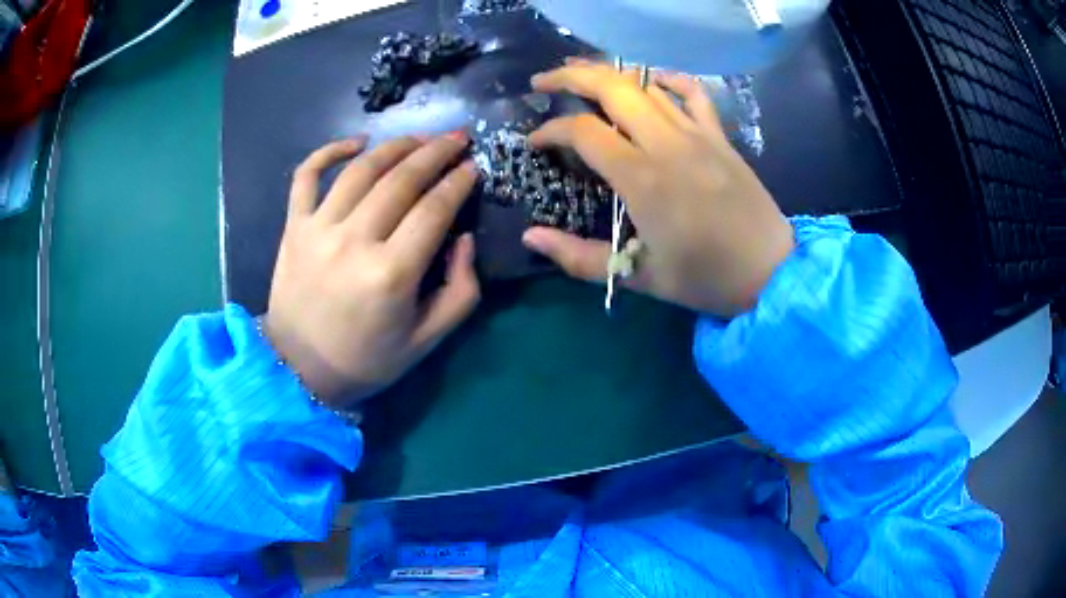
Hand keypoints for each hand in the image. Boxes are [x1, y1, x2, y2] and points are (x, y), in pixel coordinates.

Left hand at [264, 133, 479, 406]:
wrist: (299, 368)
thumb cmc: (366, 359)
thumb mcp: (427, 339)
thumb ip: (461, 290)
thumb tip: (463, 238)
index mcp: (391, 274)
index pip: (434, 209)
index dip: (459, 182)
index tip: (474, 166)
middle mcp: (354, 241)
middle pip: (401, 179)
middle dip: (436, 152)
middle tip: (457, 138)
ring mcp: (318, 229)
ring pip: (361, 169)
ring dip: (395, 146)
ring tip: (419, 138)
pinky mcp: (293, 227)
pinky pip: (307, 175)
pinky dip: (329, 151)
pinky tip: (356, 143)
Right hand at [521, 61, 794, 317]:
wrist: (770, 272)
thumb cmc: (704, 278)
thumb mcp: (638, 277)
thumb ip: (578, 257)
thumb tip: (530, 237)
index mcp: (643, 179)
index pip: (583, 132)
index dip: (551, 131)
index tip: (535, 143)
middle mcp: (667, 144)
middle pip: (612, 87)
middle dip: (570, 76)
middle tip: (543, 81)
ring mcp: (698, 134)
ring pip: (647, 84)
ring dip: (610, 73)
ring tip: (583, 75)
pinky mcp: (719, 136)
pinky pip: (693, 93)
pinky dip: (669, 79)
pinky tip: (652, 81)